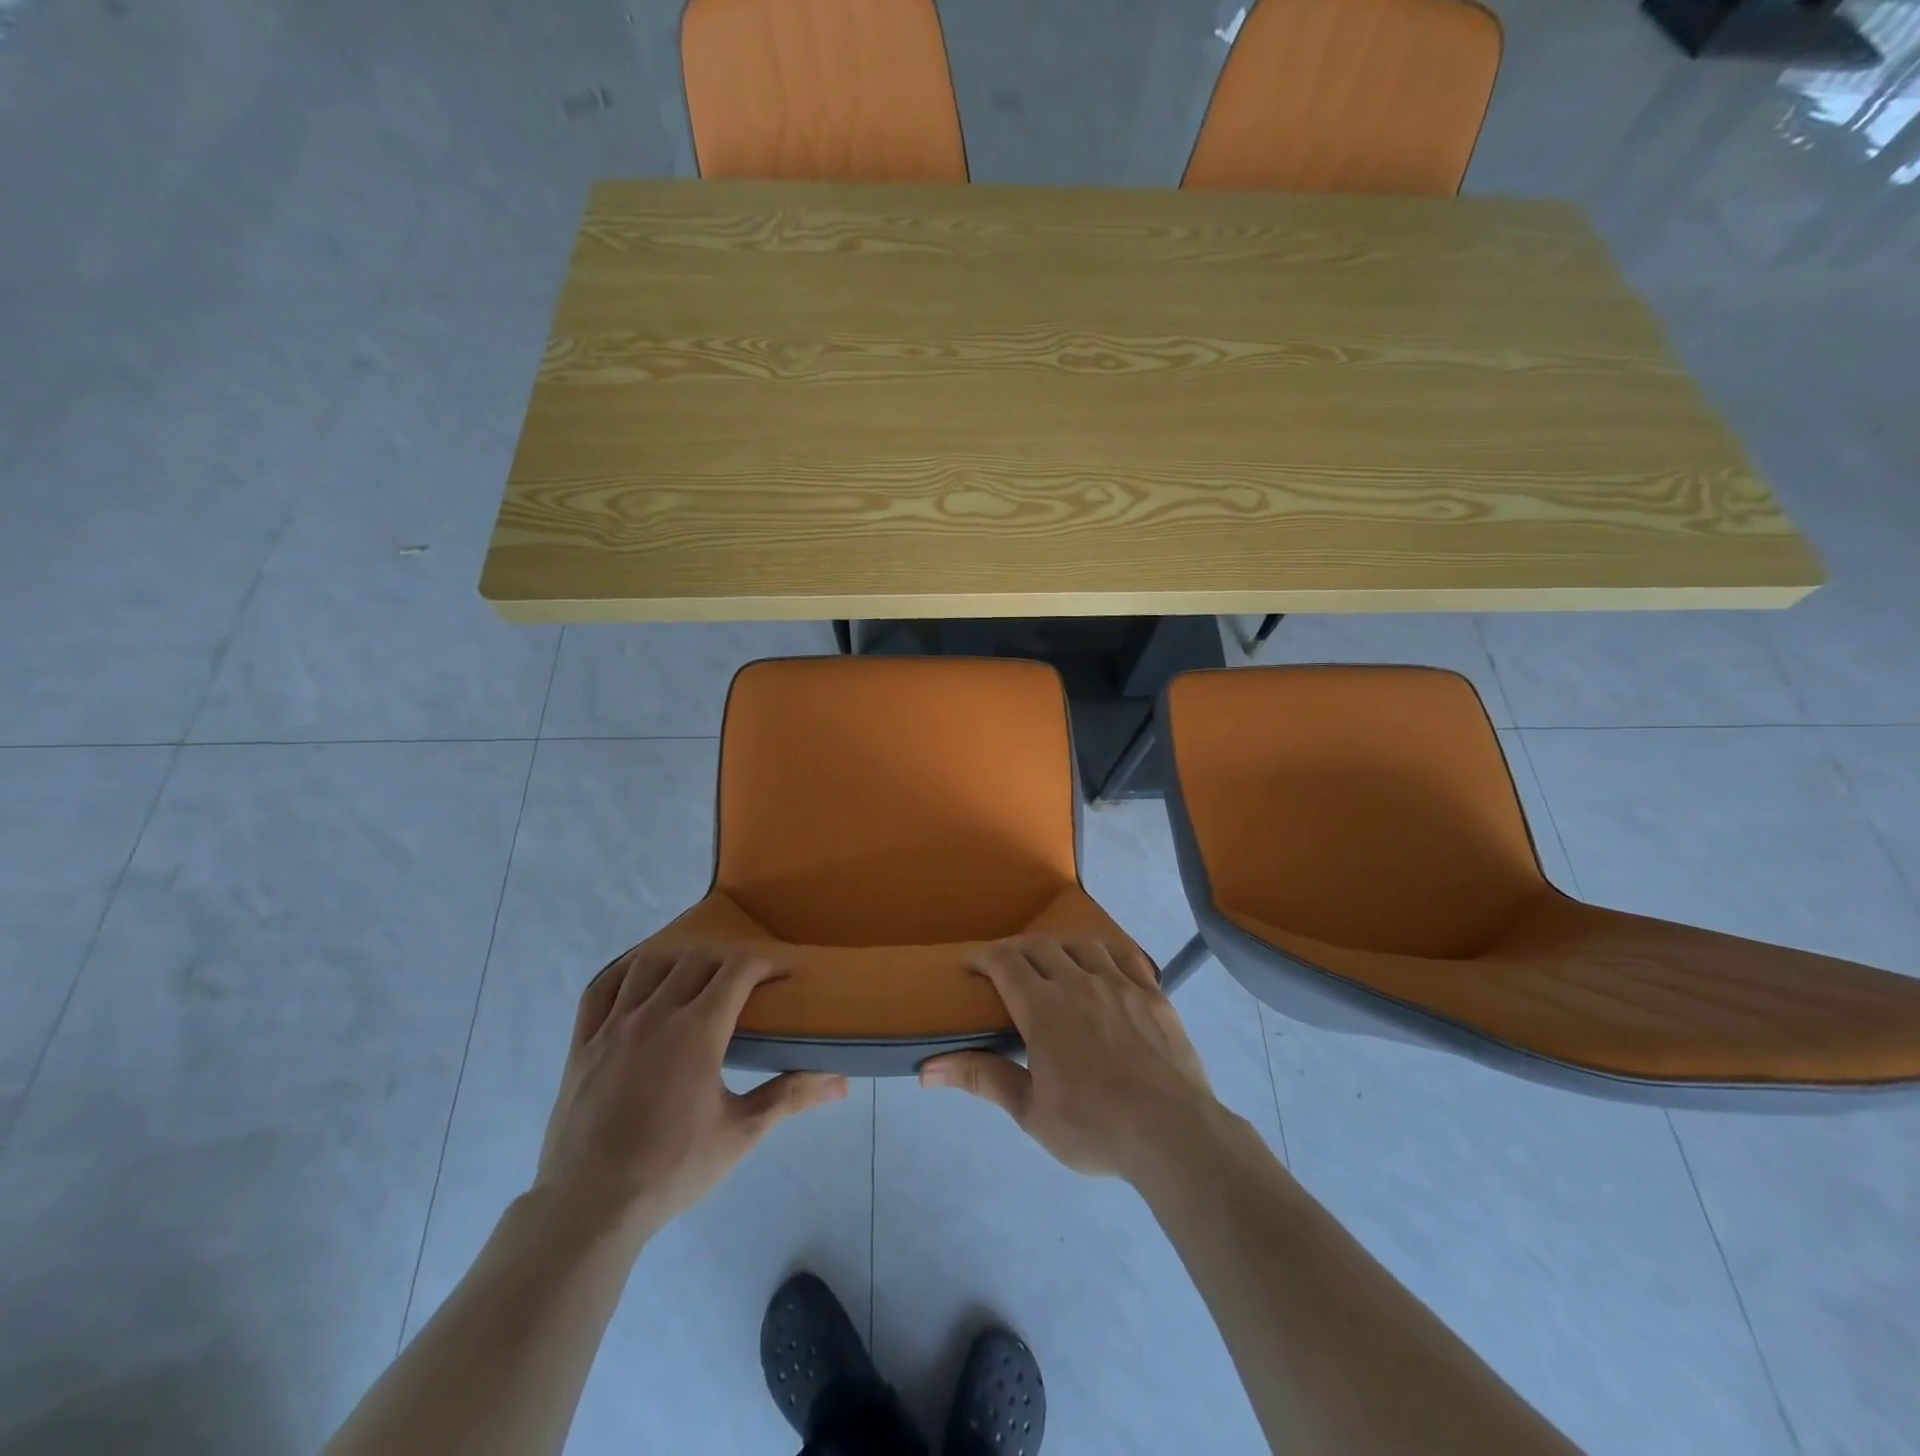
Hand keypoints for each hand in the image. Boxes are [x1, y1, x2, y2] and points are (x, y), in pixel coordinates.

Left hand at [533, 944, 848, 1242]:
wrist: (590, 1209)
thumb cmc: (673, 1169)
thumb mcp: (741, 1133)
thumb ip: (790, 1096)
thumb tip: (841, 1082)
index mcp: (697, 1030)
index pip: (739, 969)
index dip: (767, 961)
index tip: (785, 971)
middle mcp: (655, 1014)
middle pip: (697, 959)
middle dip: (729, 958)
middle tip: (748, 978)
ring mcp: (612, 1026)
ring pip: (649, 965)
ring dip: (680, 959)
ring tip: (697, 973)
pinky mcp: (581, 1044)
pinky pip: (600, 989)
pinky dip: (623, 972)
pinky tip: (637, 979)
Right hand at [919, 937, 1221, 1184]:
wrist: (1171, 1133)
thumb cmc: (1093, 1126)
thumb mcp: (1030, 1110)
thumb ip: (982, 1078)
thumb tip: (927, 1069)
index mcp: (1043, 1007)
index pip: (1004, 963)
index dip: (982, 957)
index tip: (970, 964)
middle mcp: (1078, 981)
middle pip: (1041, 946)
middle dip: (1016, 949)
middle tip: (1006, 966)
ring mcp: (1120, 983)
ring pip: (1083, 945)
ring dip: (1060, 947)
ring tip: (1055, 962)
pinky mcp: (1153, 994)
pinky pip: (1127, 956)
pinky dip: (1107, 953)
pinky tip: (1105, 966)